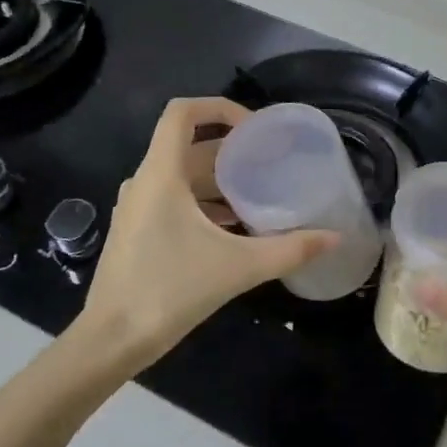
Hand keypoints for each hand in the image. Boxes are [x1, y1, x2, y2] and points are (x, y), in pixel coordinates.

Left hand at [73, 97, 338, 379]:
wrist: (112, 339)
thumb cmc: (170, 290)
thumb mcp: (237, 267)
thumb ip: (289, 250)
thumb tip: (334, 238)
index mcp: (161, 173)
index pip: (182, 113)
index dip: (219, 107)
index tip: (255, 129)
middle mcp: (144, 181)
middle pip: (189, 147)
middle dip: (231, 151)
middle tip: (270, 163)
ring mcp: (137, 207)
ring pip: (182, 177)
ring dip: (219, 181)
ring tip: (259, 196)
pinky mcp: (137, 231)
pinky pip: (173, 201)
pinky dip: (203, 204)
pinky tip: (233, 228)